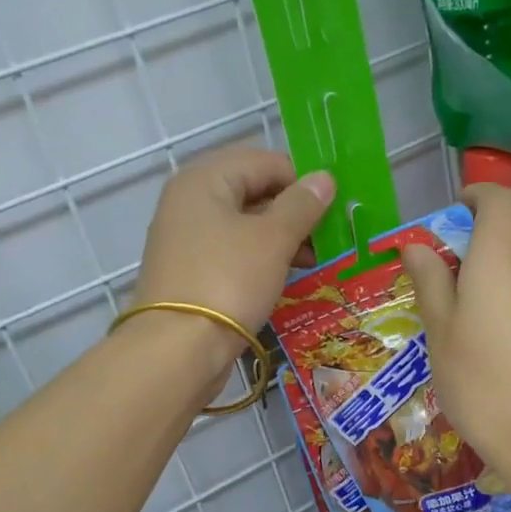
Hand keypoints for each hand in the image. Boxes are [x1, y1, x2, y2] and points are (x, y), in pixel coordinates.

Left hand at [131, 146, 334, 376]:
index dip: (302, 181)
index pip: (265, 161)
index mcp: (205, 179)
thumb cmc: (228, 281)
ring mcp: (186, 238)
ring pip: (244, 223)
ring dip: (281, 237)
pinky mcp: (189, 270)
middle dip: (293, 211)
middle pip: (253, 190)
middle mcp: (189, 201)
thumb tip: (324, 179)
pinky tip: (286, 276)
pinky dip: (260, 258)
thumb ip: (301, 205)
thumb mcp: (273, 239)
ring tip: (314, 260)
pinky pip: (232, 251)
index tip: (333, 210)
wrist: (177, 350)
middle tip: (328, 236)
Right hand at [399, 184, 510, 476]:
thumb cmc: (479, 377)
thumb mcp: (439, 328)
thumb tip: (417, 246)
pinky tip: (484, 314)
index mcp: (500, 252)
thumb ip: (429, 280)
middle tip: (446, 251)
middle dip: (483, 221)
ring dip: (495, 251)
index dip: (476, 196)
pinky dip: (509, 277)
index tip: (447, 215)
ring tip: (458, 285)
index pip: (501, 197)